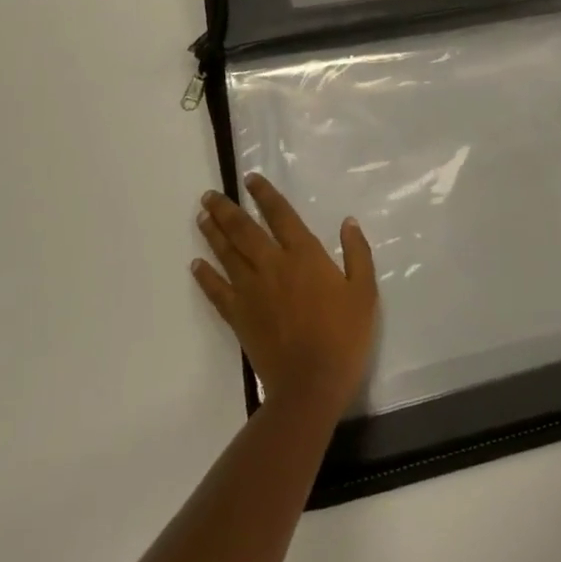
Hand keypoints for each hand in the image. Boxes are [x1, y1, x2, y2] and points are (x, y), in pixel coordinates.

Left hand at [193, 174, 378, 416]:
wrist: (312, 382)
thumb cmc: (345, 335)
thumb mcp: (364, 292)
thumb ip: (357, 254)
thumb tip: (348, 222)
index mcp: (305, 256)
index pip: (281, 216)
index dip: (265, 196)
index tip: (251, 179)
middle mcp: (273, 266)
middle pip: (244, 231)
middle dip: (227, 210)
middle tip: (210, 195)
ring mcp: (251, 291)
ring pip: (227, 255)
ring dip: (213, 233)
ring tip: (201, 216)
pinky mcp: (239, 316)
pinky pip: (216, 291)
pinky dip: (205, 276)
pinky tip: (196, 265)